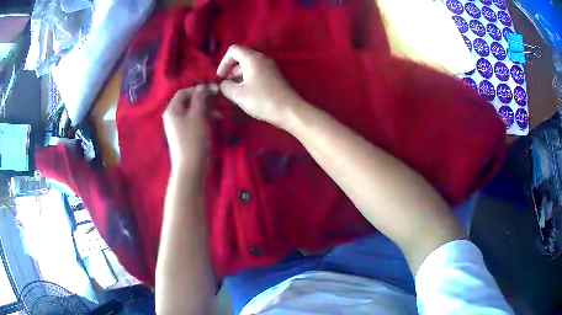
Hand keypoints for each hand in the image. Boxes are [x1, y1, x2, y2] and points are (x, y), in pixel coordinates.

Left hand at [163, 85, 213, 171]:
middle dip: (204, 99)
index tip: (214, 90)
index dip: (199, 89)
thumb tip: (202, 88)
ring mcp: (178, 126)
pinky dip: (204, 118)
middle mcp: (172, 116)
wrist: (191, 167)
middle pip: (188, 101)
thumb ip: (199, 98)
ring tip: (220, 113)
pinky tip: (215, 121)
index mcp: (172, 109)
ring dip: (207, 109)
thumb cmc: (194, 138)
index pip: (184, 92)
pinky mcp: (185, 135)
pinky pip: (194, 121)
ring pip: (193, 111)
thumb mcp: (198, 115)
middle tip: (219, 100)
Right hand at [217, 45, 302, 125]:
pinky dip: (249, 79)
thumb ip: (226, 86)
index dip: (224, 62)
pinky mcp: (274, 76)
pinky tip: (247, 94)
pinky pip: (257, 72)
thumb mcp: (238, 94)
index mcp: (252, 58)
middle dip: (231, 69)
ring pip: (249, 65)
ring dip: (239, 76)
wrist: (289, 110)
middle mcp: (262, 58)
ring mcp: (270, 67)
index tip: (221, 77)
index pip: (233, 50)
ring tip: (236, 91)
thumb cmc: (261, 99)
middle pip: (241, 57)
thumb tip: (224, 84)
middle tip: (227, 85)